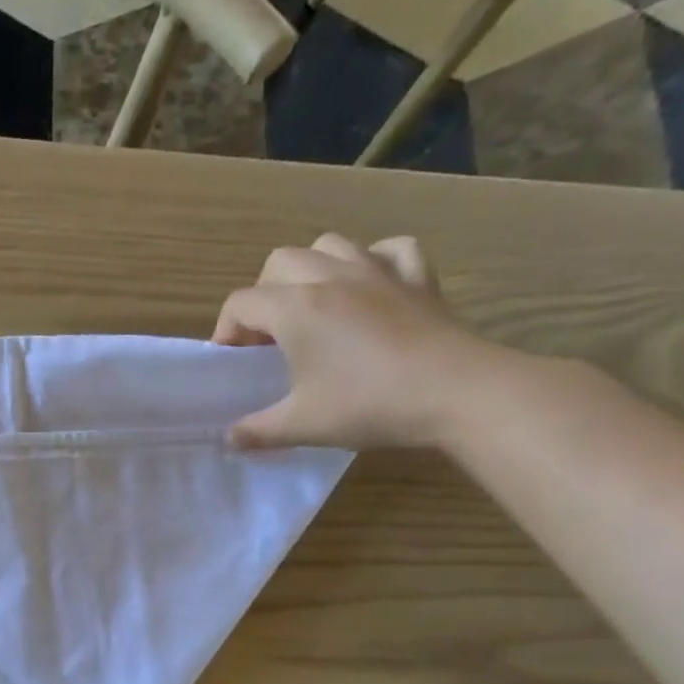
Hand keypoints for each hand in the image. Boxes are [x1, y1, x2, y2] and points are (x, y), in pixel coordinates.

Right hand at [214, 233, 504, 449]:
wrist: (457, 392)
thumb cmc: (369, 404)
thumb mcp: (301, 425)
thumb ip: (257, 432)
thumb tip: (230, 439)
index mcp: (296, 309)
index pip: (240, 303)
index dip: (226, 331)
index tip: (235, 362)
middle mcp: (331, 278)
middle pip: (278, 262)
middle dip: (263, 294)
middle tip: (269, 335)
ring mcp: (378, 271)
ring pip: (329, 245)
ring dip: (310, 270)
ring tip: (312, 307)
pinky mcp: (418, 278)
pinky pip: (390, 249)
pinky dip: (373, 261)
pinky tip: (370, 287)